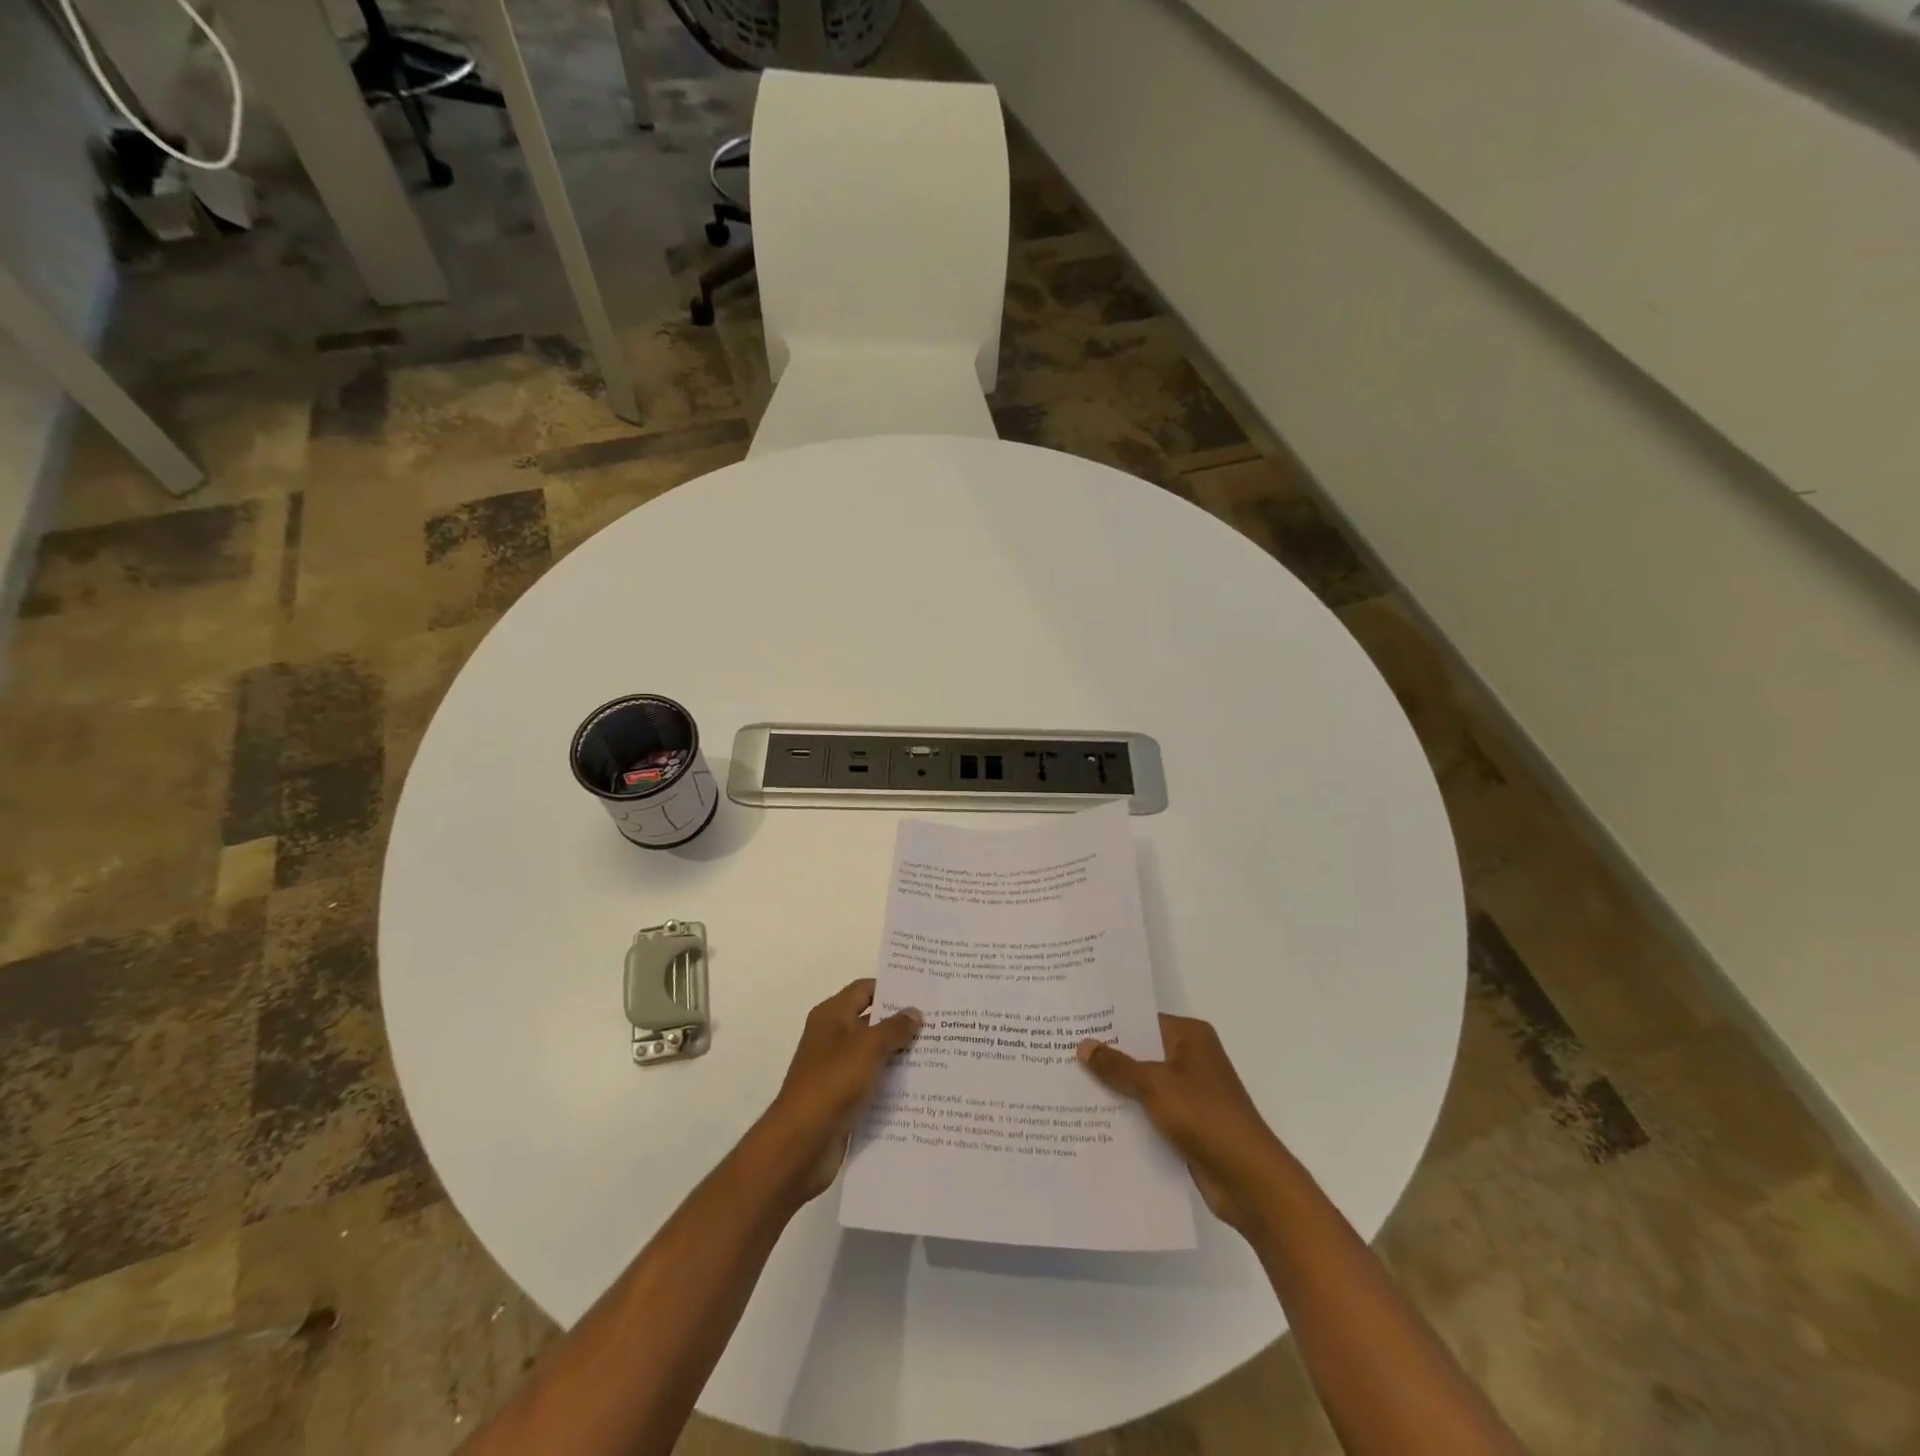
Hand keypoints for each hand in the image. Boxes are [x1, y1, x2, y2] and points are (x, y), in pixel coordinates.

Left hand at [759, 979, 921, 1202]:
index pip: (865, 989)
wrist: (801, 1143)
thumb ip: (893, 1028)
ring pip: (875, 1054)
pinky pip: (873, 1083)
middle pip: (872, 1021)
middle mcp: (833, 1038)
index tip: (924, 992)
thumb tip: (914, 1012)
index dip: (892, 988)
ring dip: (900, 1055)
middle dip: (902, 1023)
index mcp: (832, 1016)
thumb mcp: (867, 1048)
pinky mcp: (843, 1099)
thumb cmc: (832, 1083)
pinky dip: (892, 1083)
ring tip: (939, 1053)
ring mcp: (837, 1070)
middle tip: (940, 1023)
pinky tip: (921, 1087)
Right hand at [1077, 1015, 1289, 1230]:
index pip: (1142, 1020)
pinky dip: (1129, 1115)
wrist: (1248, 1179)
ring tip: (1069, 1086)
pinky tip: (1094, 1120)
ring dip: (1115, 1090)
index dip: (1109, 1023)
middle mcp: (1191, 1058)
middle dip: (1107, 1058)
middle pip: (1141, 1052)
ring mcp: (1190, 1093)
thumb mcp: (1155, 1084)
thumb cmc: (1204, 1116)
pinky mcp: (1187, 1124)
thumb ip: (1117, 1066)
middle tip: (1062, 1054)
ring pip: (1143, 1084)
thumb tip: (1083, 1045)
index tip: (1073, 1025)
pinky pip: (1150, 1112)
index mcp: (1190, 1037)